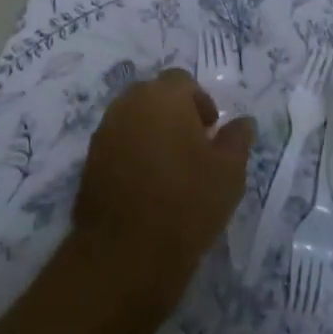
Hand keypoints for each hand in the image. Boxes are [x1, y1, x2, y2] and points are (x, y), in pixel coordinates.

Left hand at [72, 69, 253, 303]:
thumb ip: (237, 138)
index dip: (200, 102)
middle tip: (193, 148)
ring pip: (134, 118)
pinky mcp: (89, 159)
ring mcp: (104, 131)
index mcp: (162, 97)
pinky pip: (118, 142)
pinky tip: (147, 184)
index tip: (211, 132)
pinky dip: (133, 152)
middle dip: (174, 113)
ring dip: (152, 132)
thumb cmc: (187, 203)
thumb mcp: (229, 172)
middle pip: (155, 95)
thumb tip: (243, 121)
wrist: (127, 252)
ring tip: (170, 168)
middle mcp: (128, 104)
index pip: (182, 81)